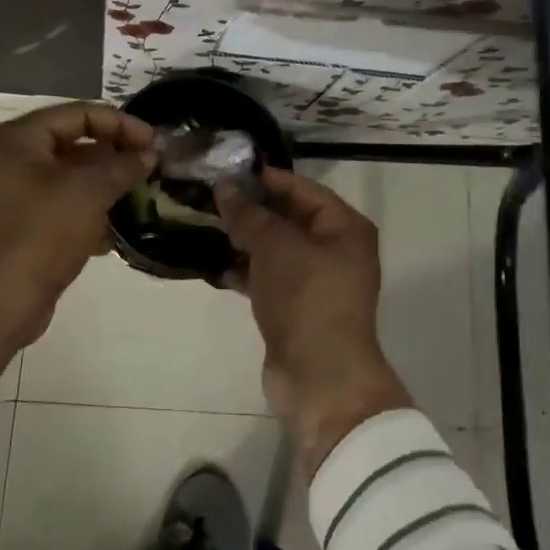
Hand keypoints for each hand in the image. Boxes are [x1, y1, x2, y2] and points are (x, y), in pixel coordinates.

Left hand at [0, 102, 156, 378]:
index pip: (79, 114)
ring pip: (68, 178)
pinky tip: (115, 232)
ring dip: (104, 186)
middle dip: (114, 155)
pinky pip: (59, 207)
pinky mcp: (17, 227)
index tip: (153, 142)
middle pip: (73, 144)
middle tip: (150, 167)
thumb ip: (123, 166)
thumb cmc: (42, 232)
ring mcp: (10, 195)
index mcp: (18, 139)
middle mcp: (9, 159)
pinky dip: (86, 212)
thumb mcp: (90, 192)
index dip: (121, 124)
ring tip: (140, 197)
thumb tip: (149, 155)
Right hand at [216, 170, 412, 475]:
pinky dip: (245, 270)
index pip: (303, 189)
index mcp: (344, 228)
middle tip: (209, 196)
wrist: (320, 379)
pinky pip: (269, 277)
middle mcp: (336, 250)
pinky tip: (214, 264)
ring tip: (205, 225)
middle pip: (289, 218)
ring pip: (276, 249)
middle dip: (251, 209)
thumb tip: (224, 185)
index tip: (227, 170)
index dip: (266, 178)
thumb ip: (248, 214)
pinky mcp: (297, 308)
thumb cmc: (306, 299)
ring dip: (244, 239)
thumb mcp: (275, 247)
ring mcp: (317, 281)